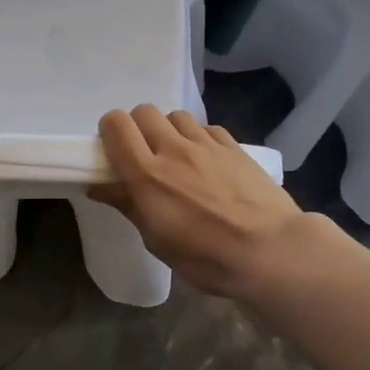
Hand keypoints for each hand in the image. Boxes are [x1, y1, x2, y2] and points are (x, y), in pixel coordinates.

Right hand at [88, 106, 305, 298]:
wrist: (270, 250)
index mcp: (147, 174)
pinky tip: (206, 161)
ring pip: (176, 115)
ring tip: (177, 156)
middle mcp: (174, 149)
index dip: (109, 131)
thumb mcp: (157, 240)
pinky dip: (198, 138)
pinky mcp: (234, 146)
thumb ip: (128, 205)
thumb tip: (99, 187)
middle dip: (137, 128)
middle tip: (144, 155)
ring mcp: (207, 144)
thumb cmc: (206, 257)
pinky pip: (206, 128)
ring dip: (169, 130)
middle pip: (144, 111)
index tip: (113, 152)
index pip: (116, 125)